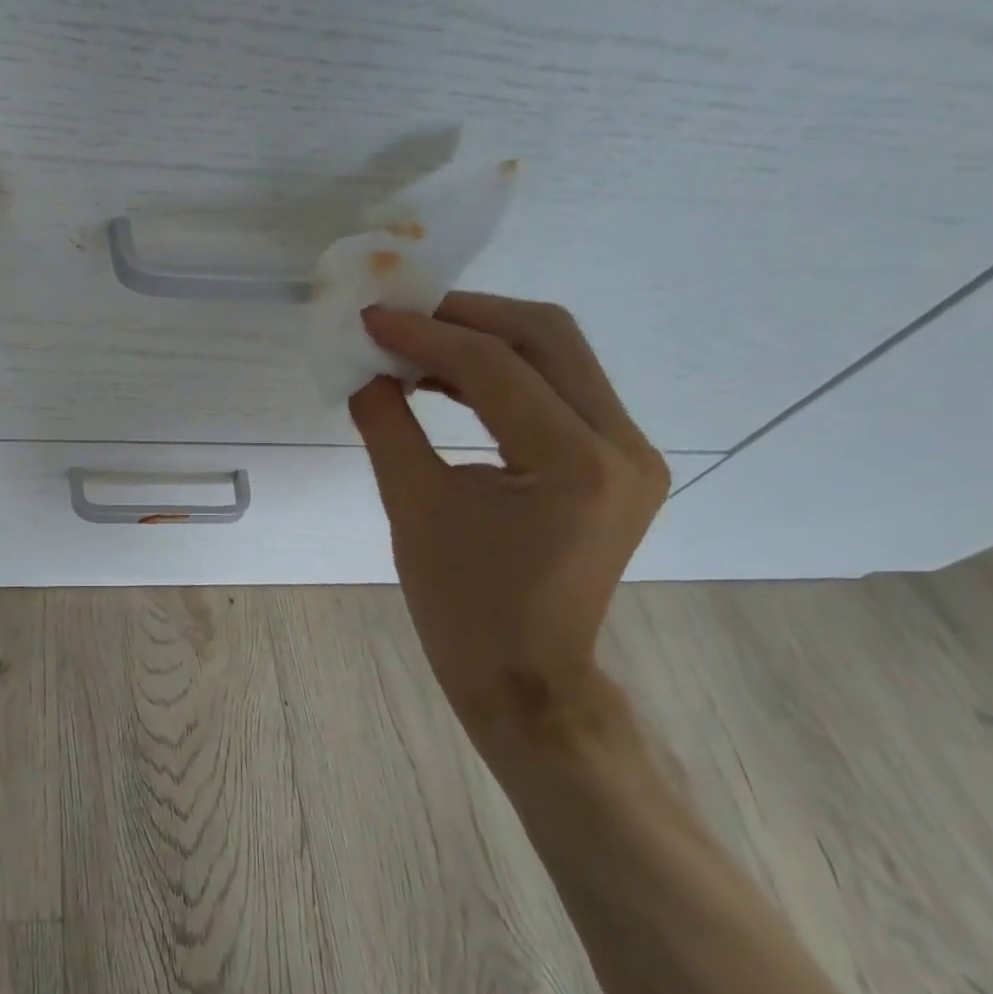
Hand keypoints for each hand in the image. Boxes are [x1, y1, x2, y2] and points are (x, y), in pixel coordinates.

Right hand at [349, 295, 670, 756]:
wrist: (526, 678)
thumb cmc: (463, 605)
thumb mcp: (413, 506)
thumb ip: (385, 423)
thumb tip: (364, 368)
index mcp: (574, 463)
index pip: (495, 366)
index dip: (424, 333)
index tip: (370, 318)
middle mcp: (622, 446)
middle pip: (547, 336)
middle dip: (466, 315)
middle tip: (401, 316)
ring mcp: (629, 454)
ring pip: (558, 356)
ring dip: (484, 338)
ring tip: (415, 343)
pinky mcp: (616, 464)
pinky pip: (558, 391)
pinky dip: (501, 374)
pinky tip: (446, 380)